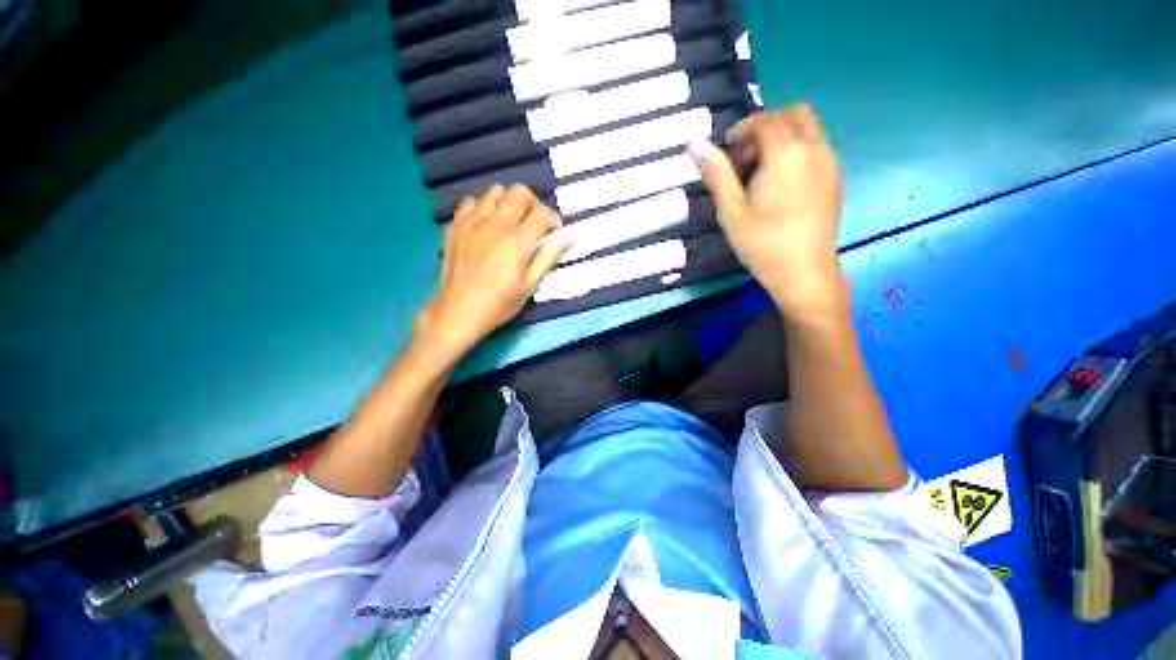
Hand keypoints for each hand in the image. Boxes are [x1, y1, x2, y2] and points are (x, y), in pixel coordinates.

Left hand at [415, 185, 566, 357]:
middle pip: (519, 193)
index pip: (541, 212)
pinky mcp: (455, 226)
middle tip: (534, 222)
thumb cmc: (500, 303)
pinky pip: (471, 201)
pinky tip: (487, 221)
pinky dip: (484, 205)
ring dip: (509, 200)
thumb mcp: (530, 285)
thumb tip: (571, 236)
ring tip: (511, 218)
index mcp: (517, 241)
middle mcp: (495, 224)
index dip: (553, 218)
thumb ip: (549, 256)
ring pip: (495, 191)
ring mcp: (472, 222)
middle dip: (533, 203)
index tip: (553, 231)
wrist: (459, 312)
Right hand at [691, 104, 845, 319]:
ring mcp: (830, 163)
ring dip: (782, 138)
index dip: (743, 128)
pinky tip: (780, 184)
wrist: (804, 273)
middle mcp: (815, 149)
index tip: (726, 149)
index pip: (767, 120)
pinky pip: (817, 148)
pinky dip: (797, 151)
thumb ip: (716, 174)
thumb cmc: (762, 244)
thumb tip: (695, 144)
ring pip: (809, 130)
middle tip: (745, 158)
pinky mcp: (835, 179)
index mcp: (787, 154)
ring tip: (760, 173)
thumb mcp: (731, 211)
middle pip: (794, 114)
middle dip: (766, 126)